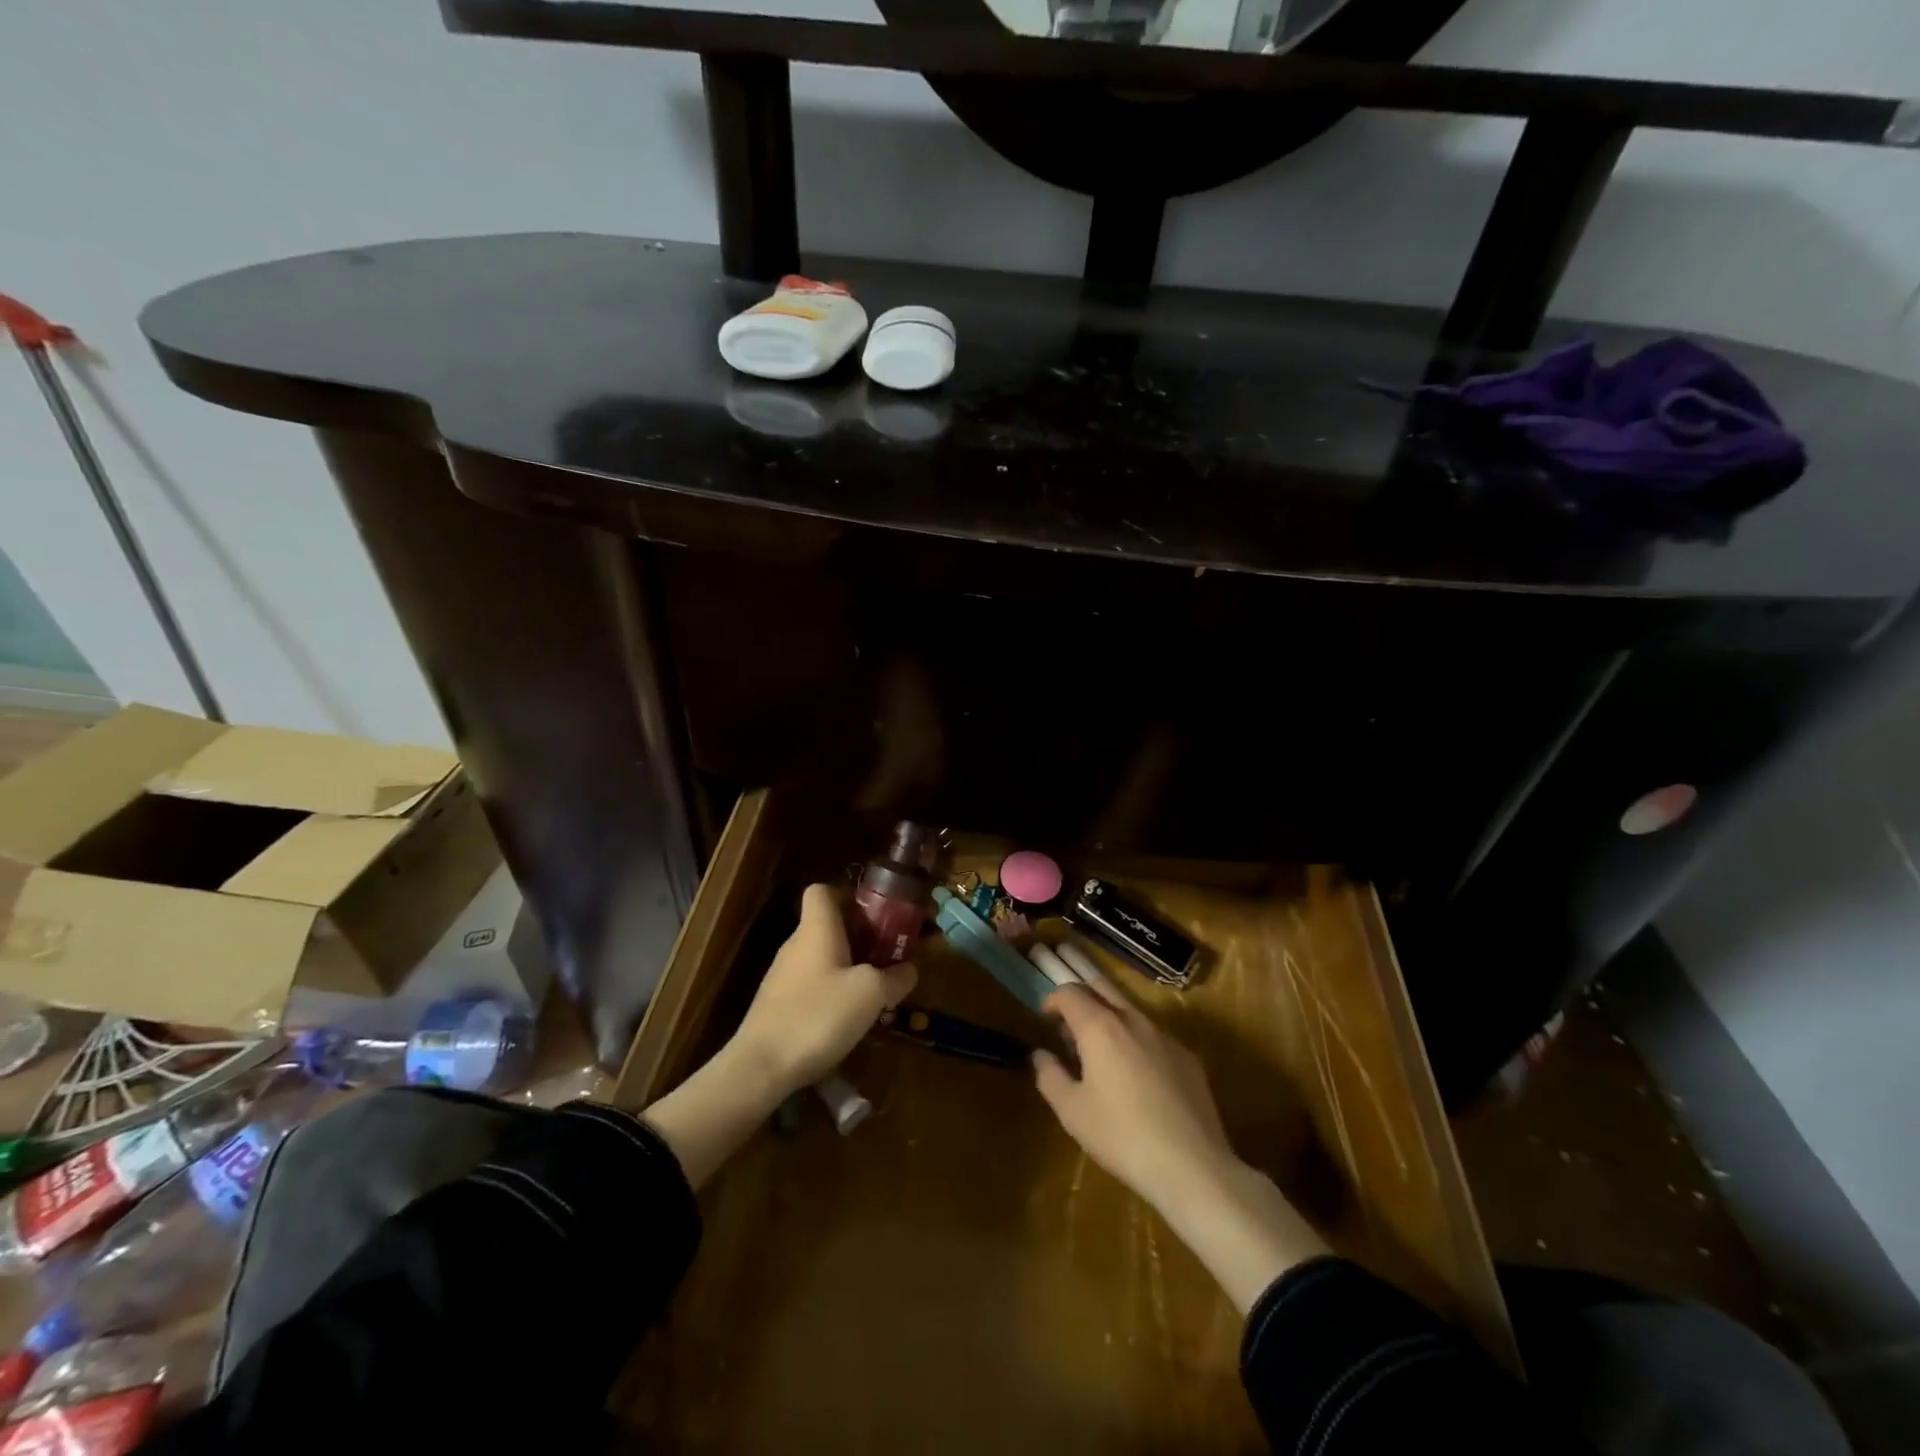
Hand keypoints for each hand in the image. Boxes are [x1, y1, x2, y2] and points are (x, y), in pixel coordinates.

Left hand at [728, 883, 917, 1098]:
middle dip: (859, 937)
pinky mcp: (777, 1006)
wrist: (760, 1068)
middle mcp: (796, 945)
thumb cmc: (818, 1015)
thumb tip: (909, 970)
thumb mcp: (870, 994)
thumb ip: (895, 977)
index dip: (848, 895)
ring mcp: (783, 977)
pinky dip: (832, 994)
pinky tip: (848, 1020)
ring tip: (875, 992)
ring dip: (848, 968)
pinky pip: (812, 986)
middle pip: (827, 926)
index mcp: (816, 929)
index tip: (874, 914)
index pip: (822, 890)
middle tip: (887, 957)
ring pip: (822, 959)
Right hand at [1032, 980, 1235, 1214]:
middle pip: (1101, 987)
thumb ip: (1049, 1076)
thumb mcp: (1072, 1112)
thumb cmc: (1122, 1136)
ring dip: (1109, 1019)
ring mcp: (1164, 1035)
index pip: (1069, 992)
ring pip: (1129, 1009)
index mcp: (1100, 1026)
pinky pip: (1153, 1035)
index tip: (1045, 1021)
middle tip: (1070, 1030)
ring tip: (1101, 1056)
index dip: (1052, 1000)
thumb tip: (1040, 1055)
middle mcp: (1132, 1019)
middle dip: (1081, 999)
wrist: (1193, 1166)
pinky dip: (1135, 1041)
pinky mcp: (1187, 1056)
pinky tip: (1138, 1079)